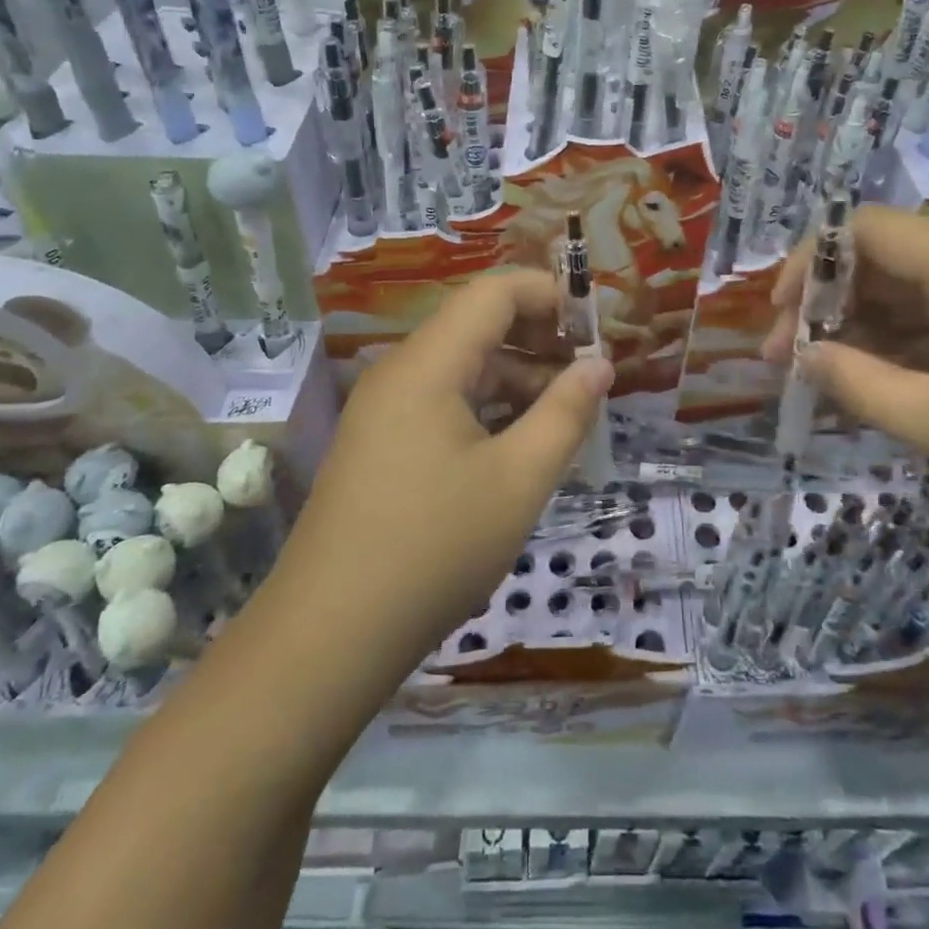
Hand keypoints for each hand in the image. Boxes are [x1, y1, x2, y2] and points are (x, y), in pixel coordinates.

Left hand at [275, 269, 612, 678]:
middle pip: (478, 324)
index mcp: (428, 364)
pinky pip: (445, 402)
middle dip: (541, 337)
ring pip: (464, 367)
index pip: (495, 292)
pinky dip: (490, 408)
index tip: (599, 324)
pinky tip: (522, 443)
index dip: (551, 294)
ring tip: (569, 412)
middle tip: (592, 370)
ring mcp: (386, 410)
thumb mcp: (518, 480)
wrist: (329, 637)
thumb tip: (600, 365)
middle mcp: (401, 372)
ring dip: (519, 378)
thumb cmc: (433, 549)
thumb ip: (566, 413)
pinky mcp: (383, 444)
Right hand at [762, 205, 928, 552]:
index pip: (867, 229)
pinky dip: (898, 353)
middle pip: (883, 261)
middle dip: (825, 304)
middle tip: (786, 360)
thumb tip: (803, 358)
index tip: (776, 315)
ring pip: (908, 297)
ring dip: (858, 331)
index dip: (809, 261)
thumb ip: (867, 389)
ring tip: (819, 381)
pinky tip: (873, 390)